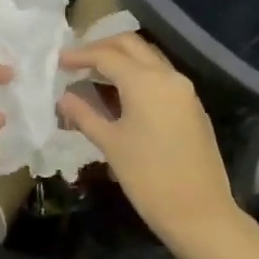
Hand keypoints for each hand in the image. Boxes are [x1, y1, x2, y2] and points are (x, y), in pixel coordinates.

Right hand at [57, 34, 238, 249]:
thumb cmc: (149, 178)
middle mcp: (168, 76)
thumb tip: (64, 97)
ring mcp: (184, 90)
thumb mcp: (111, 145)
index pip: (107, 55)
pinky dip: (138, 74)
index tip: (58, 61)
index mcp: (145, 81)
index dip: (80, 55)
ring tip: (95, 75)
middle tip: (77, 61)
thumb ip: (85, 115)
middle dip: (102, 47)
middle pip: (131, 45)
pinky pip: (161, 76)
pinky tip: (122, 94)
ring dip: (122, 59)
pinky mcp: (192, 106)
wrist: (200, 213)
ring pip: (149, 58)